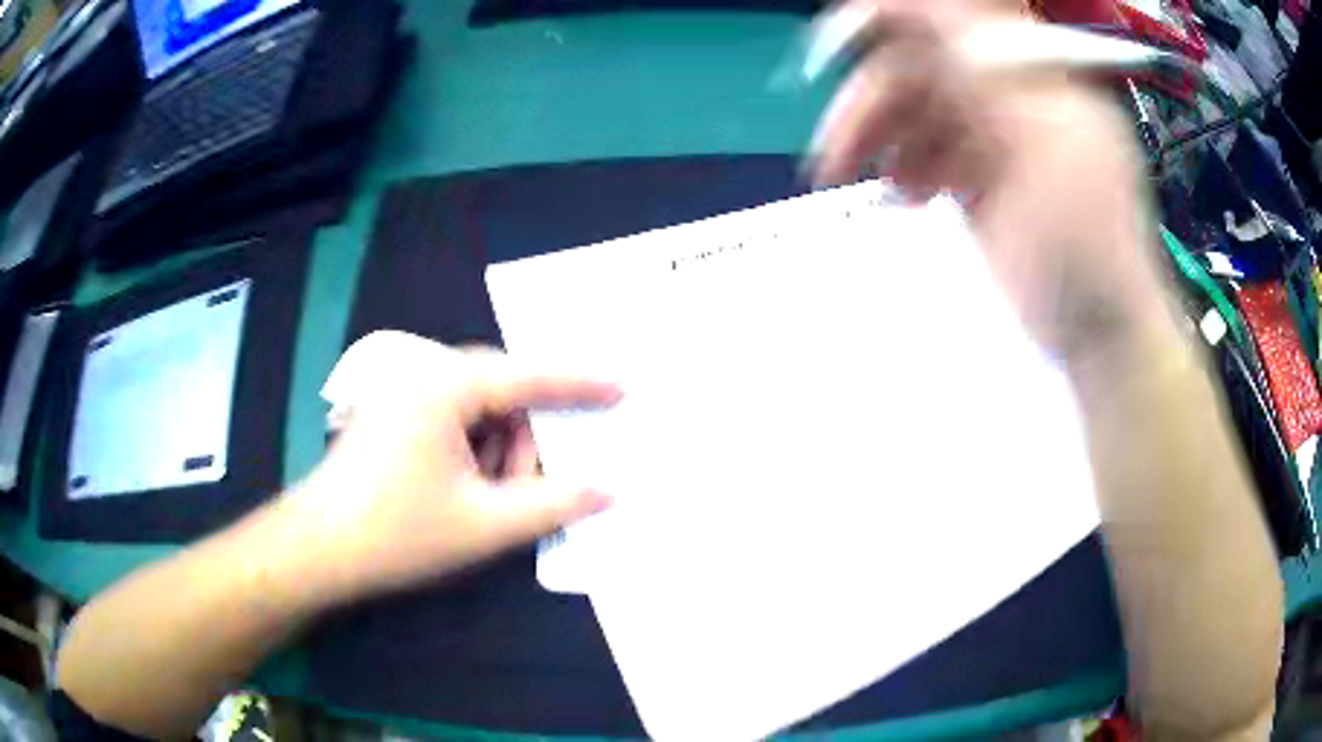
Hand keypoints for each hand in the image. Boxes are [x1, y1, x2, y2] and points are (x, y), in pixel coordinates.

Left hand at [285, 333, 620, 599]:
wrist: (318, 549)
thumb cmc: (398, 532)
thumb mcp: (485, 523)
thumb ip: (554, 503)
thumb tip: (607, 489)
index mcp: (443, 385)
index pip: (527, 377)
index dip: (578, 386)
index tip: (620, 388)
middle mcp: (421, 374)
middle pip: (500, 393)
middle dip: (523, 441)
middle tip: (530, 488)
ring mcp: (400, 392)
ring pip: (476, 410)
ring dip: (496, 452)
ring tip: (490, 502)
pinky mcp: (390, 414)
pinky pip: (451, 420)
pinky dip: (471, 451)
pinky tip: (464, 491)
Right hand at [809, 3, 1174, 360]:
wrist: (1100, 337)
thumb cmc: (1085, 249)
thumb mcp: (1043, 152)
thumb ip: (982, 75)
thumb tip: (914, 11)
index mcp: (1038, 75)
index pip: (955, 18)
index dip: (892, 20)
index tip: (835, 46)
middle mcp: (1014, 92)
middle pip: (926, 66)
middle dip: (874, 101)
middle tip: (836, 150)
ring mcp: (999, 134)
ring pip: (920, 108)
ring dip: (882, 136)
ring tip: (865, 180)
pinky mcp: (983, 174)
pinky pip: (929, 147)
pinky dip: (905, 162)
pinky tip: (905, 194)